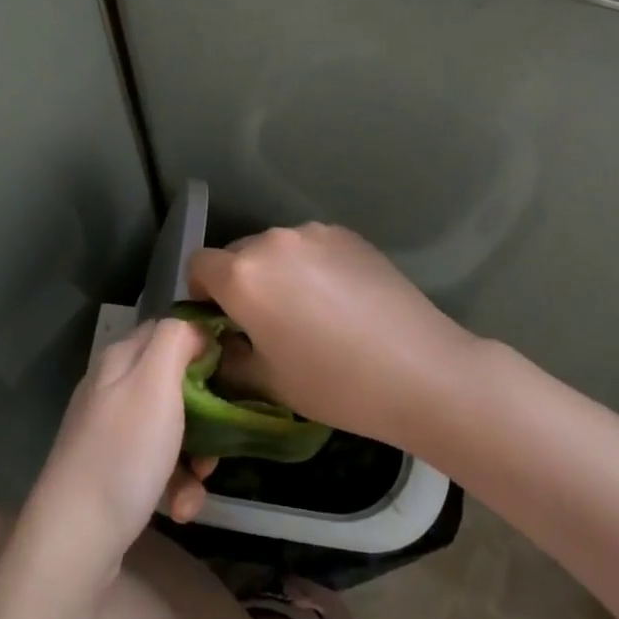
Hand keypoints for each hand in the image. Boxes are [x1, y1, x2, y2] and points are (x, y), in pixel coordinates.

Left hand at [26, 319, 214, 576]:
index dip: (203, 345)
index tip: (234, 372)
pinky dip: (174, 485)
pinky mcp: (112, 472)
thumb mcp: (155, 383)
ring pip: (171, 430)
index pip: (169, 331)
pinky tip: (177, 509)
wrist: (76, 537)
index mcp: (121, 359)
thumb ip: (175, 340)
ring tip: (196, 486)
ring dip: (194, 459)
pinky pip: (157, 466)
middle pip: (175, 385)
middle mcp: (112, 388)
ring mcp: (110, 432)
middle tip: (219, 441)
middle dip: (206, 415)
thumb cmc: (124, 452)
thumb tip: (195, 326)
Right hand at [189, 223, 469, 447]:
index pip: (198, 265)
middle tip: (265, 321)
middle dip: (240, 282)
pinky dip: (310, 266)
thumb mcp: (268, 382)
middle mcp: (272, 242)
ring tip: (308, 310)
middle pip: (237, 254)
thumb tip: (223, 343)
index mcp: (244, 276)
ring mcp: (313, 233)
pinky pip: (310, 247)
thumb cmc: (335, 384)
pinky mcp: (347, 235)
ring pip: (276, 249)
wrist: (421, 371)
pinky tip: (340, 300)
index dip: (200, 292)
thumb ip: (230, 358)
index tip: (221, 320)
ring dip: (277, 272)